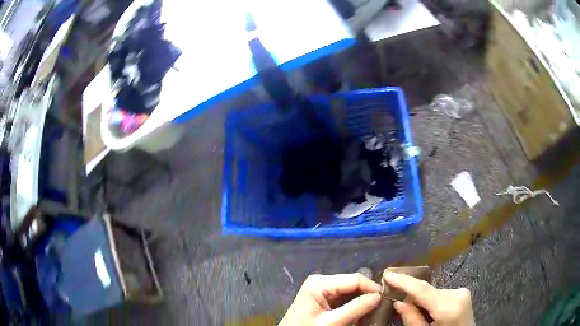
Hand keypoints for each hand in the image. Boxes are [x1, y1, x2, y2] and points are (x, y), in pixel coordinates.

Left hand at [279, 273, 381, 325]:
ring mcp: (322, 288)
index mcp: (320, 282)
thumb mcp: (331, 323)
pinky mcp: (323, 297)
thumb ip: (355, 309)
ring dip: (362, 299)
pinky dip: (354, 304)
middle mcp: (322, 280)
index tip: (386, 299)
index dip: (372, 288)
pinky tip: (362, 311)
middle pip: (353, 284)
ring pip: (351, 290)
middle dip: (368, 294)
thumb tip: (379, 296)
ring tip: (375, 308)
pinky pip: (344, 297)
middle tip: (382, 305)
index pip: (355, 279)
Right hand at [384, 272, 474, 325]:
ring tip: (420, 314)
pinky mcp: (464, 293)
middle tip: (400, 305)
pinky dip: (432, 301)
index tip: (387, 274)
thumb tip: (398, 302)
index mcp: (448, 308)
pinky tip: (432, 313)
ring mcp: (463, 292)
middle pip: (427, 291)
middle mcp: (457, 294)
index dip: (404, 281)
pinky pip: (441, 294)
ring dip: (423, 300)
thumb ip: (411, 319)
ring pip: (433, 292)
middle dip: (413, 297)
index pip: (422, 289)